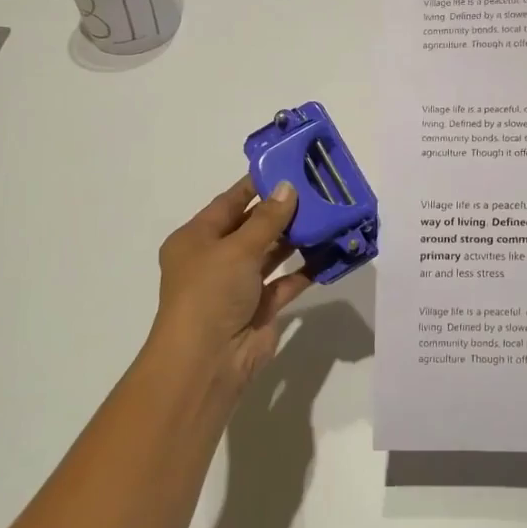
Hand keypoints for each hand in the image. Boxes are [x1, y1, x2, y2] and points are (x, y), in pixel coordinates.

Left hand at [146, 176, 313, 401]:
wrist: (208, 360)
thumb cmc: (211, 293)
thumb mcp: (237, 248)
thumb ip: (267, 219)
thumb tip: (288, 188)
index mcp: (196, 239)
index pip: (229, 203)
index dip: (257, 185)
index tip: (288, 168)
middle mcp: (215, 259)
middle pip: (253, 226)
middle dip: (283, 210)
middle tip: (318, 190)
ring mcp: (239, 284)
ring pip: (271, 253)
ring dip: (297, 238)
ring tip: (328, 215)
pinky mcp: (261, 306)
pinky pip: (287, 281)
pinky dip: (306, 268)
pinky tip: (330, 252)